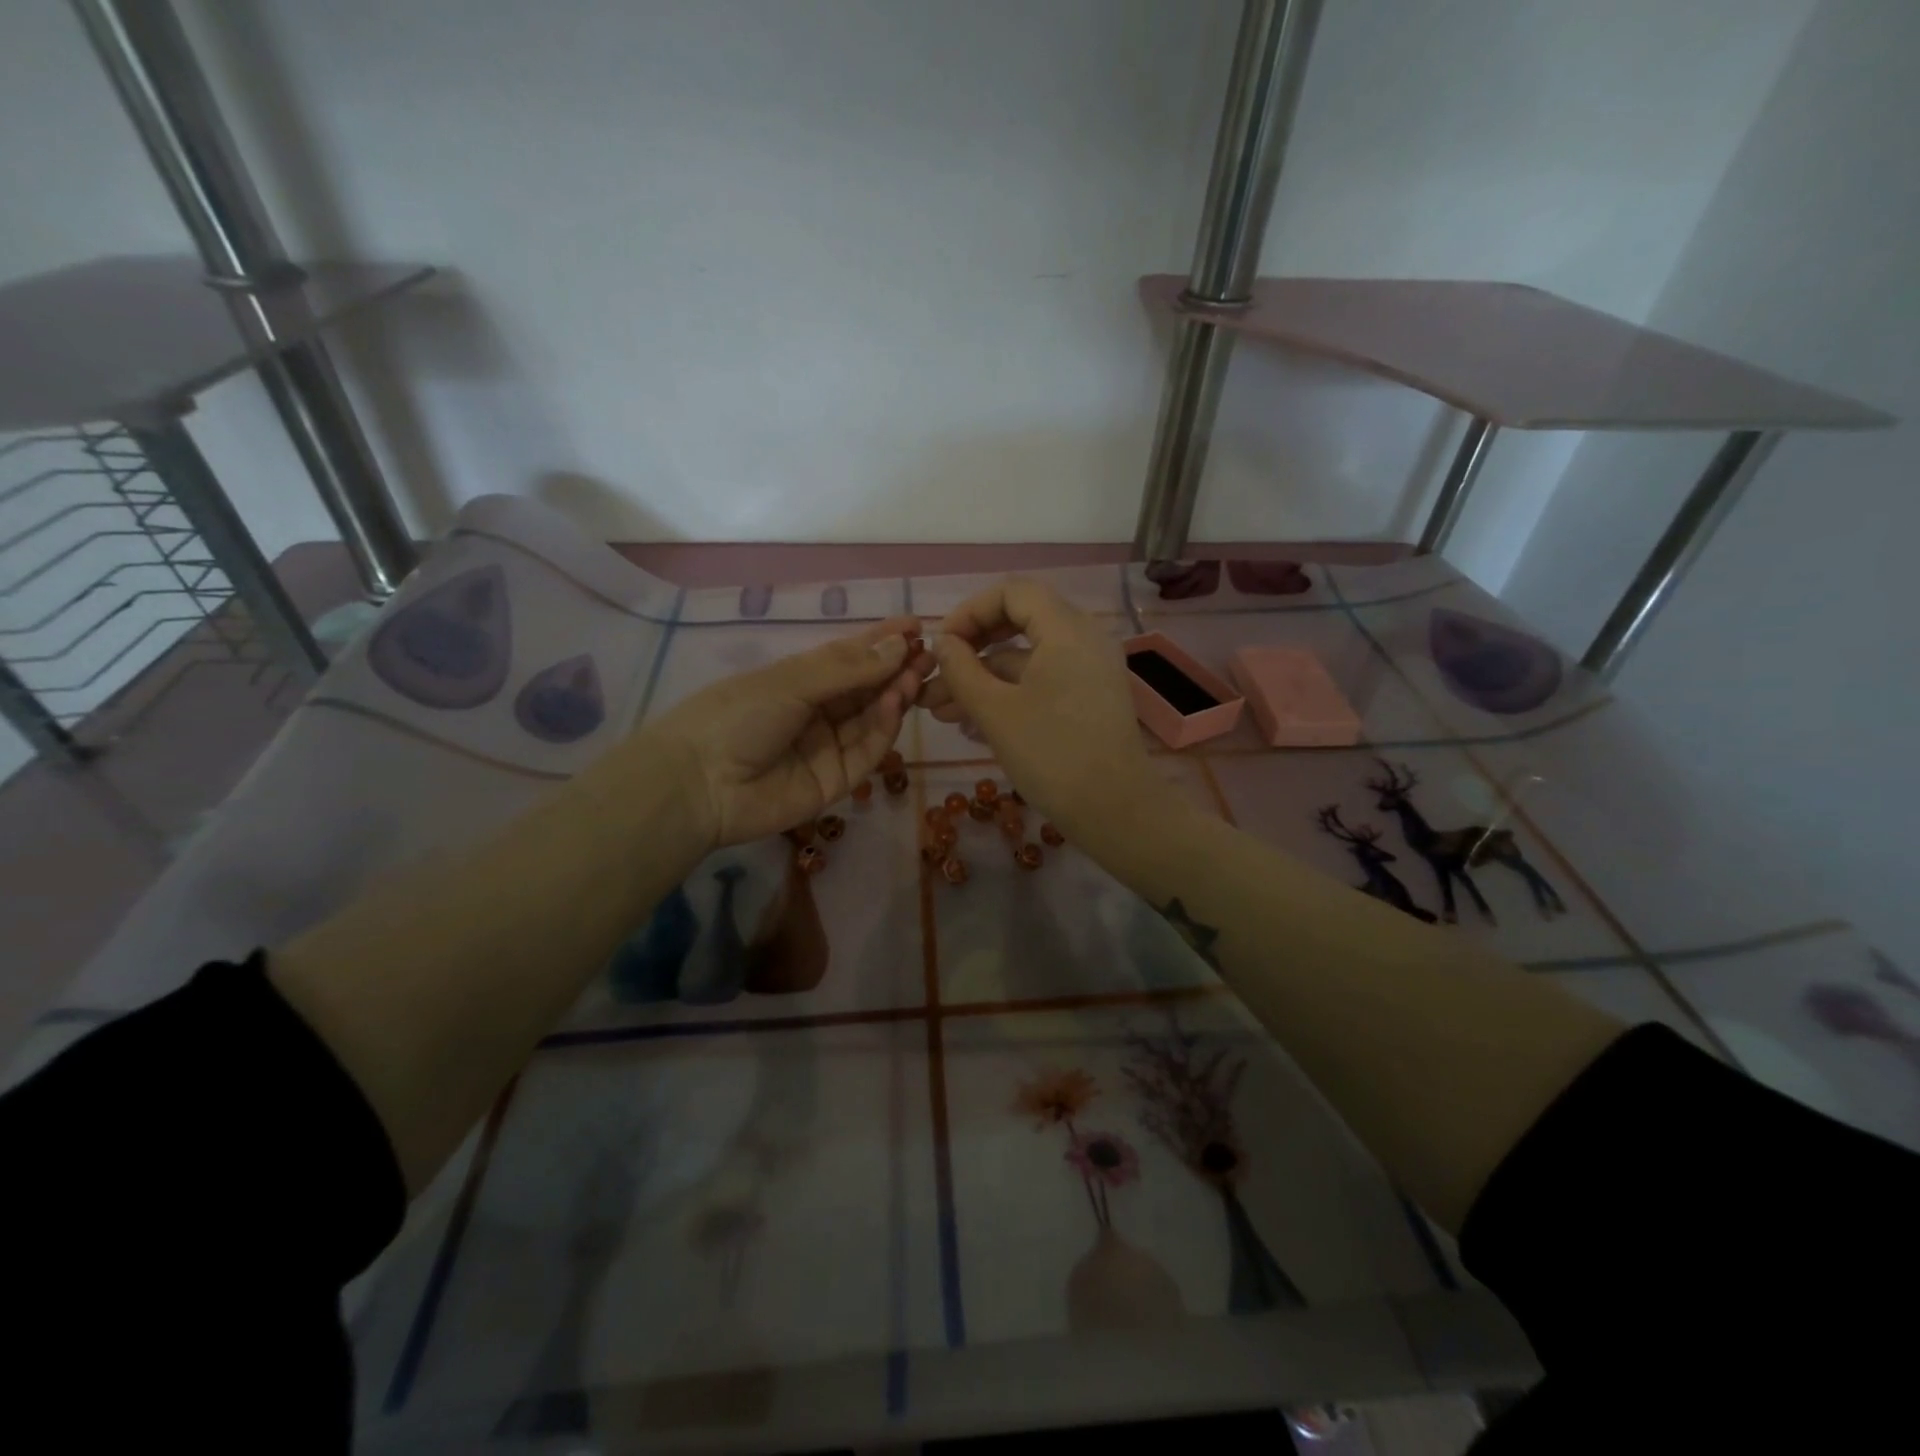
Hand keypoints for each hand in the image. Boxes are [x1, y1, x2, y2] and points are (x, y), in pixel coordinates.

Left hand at [642, 616, 928, 849]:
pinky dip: (884, 728)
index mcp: (800, 681)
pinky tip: (894, 703)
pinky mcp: (836, 781)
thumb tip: (899, 644)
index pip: (850, 658)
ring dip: (894, 695)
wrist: (699, 785)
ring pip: (871, 719)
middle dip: (897, 669)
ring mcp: (827, 747)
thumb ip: (848, 667)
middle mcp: (817, 712)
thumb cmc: (737, 716)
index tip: (916, 626)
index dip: (882, 642)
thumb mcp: (791, 681)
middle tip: (928, 654)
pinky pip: (866, 752)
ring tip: (914, 675)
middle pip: (866, 689)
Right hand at [919, 579, 1162, 834]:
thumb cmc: (1052, 755)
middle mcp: (1083, 639)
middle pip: (1018, 623)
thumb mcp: (995, 711)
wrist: (1114, 810)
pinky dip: (1007, 695)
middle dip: (971, 650)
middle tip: (935, 674)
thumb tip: (943, 643)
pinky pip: (1041, 682)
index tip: (942, 644)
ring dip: (982, 680)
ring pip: (1025, 660)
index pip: (1012, 592)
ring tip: (938, 711)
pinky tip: (970, 723)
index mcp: (1066, 629)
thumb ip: (961, 669)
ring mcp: (1088, 670)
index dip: (970, 611)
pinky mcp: (1087, 698)